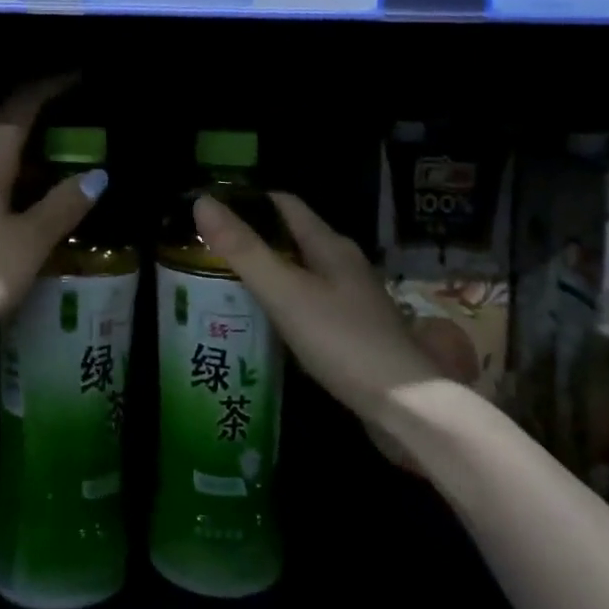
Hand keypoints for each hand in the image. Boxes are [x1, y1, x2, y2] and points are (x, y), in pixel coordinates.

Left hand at [0, 77, 104, 340]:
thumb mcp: (26, 245)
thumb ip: (60, 209)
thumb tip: (96, 175)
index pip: (19, 108)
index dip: (48, 88)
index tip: (74, 75)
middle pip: (0, 139)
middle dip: (35, 138)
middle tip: (68, 146)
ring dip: (14, 173)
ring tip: (42, 192)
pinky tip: (3, 228)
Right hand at [193, 191, 449, 455]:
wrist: (406, 407)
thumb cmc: (341, 340)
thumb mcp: (284, 291)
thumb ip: (243, 250)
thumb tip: (202, 202)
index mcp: (330, 246)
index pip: (286, 205)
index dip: (249, 201)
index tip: (213, 209)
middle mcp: (344, 266)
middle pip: (293, 238)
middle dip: (254, 239)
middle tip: (209, 251)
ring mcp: (353, 301)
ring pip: (302, 274)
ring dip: (268, 274)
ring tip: (226, 285)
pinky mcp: (354, 334)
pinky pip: (310, 305)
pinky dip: (283, 304)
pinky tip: (264, 324)